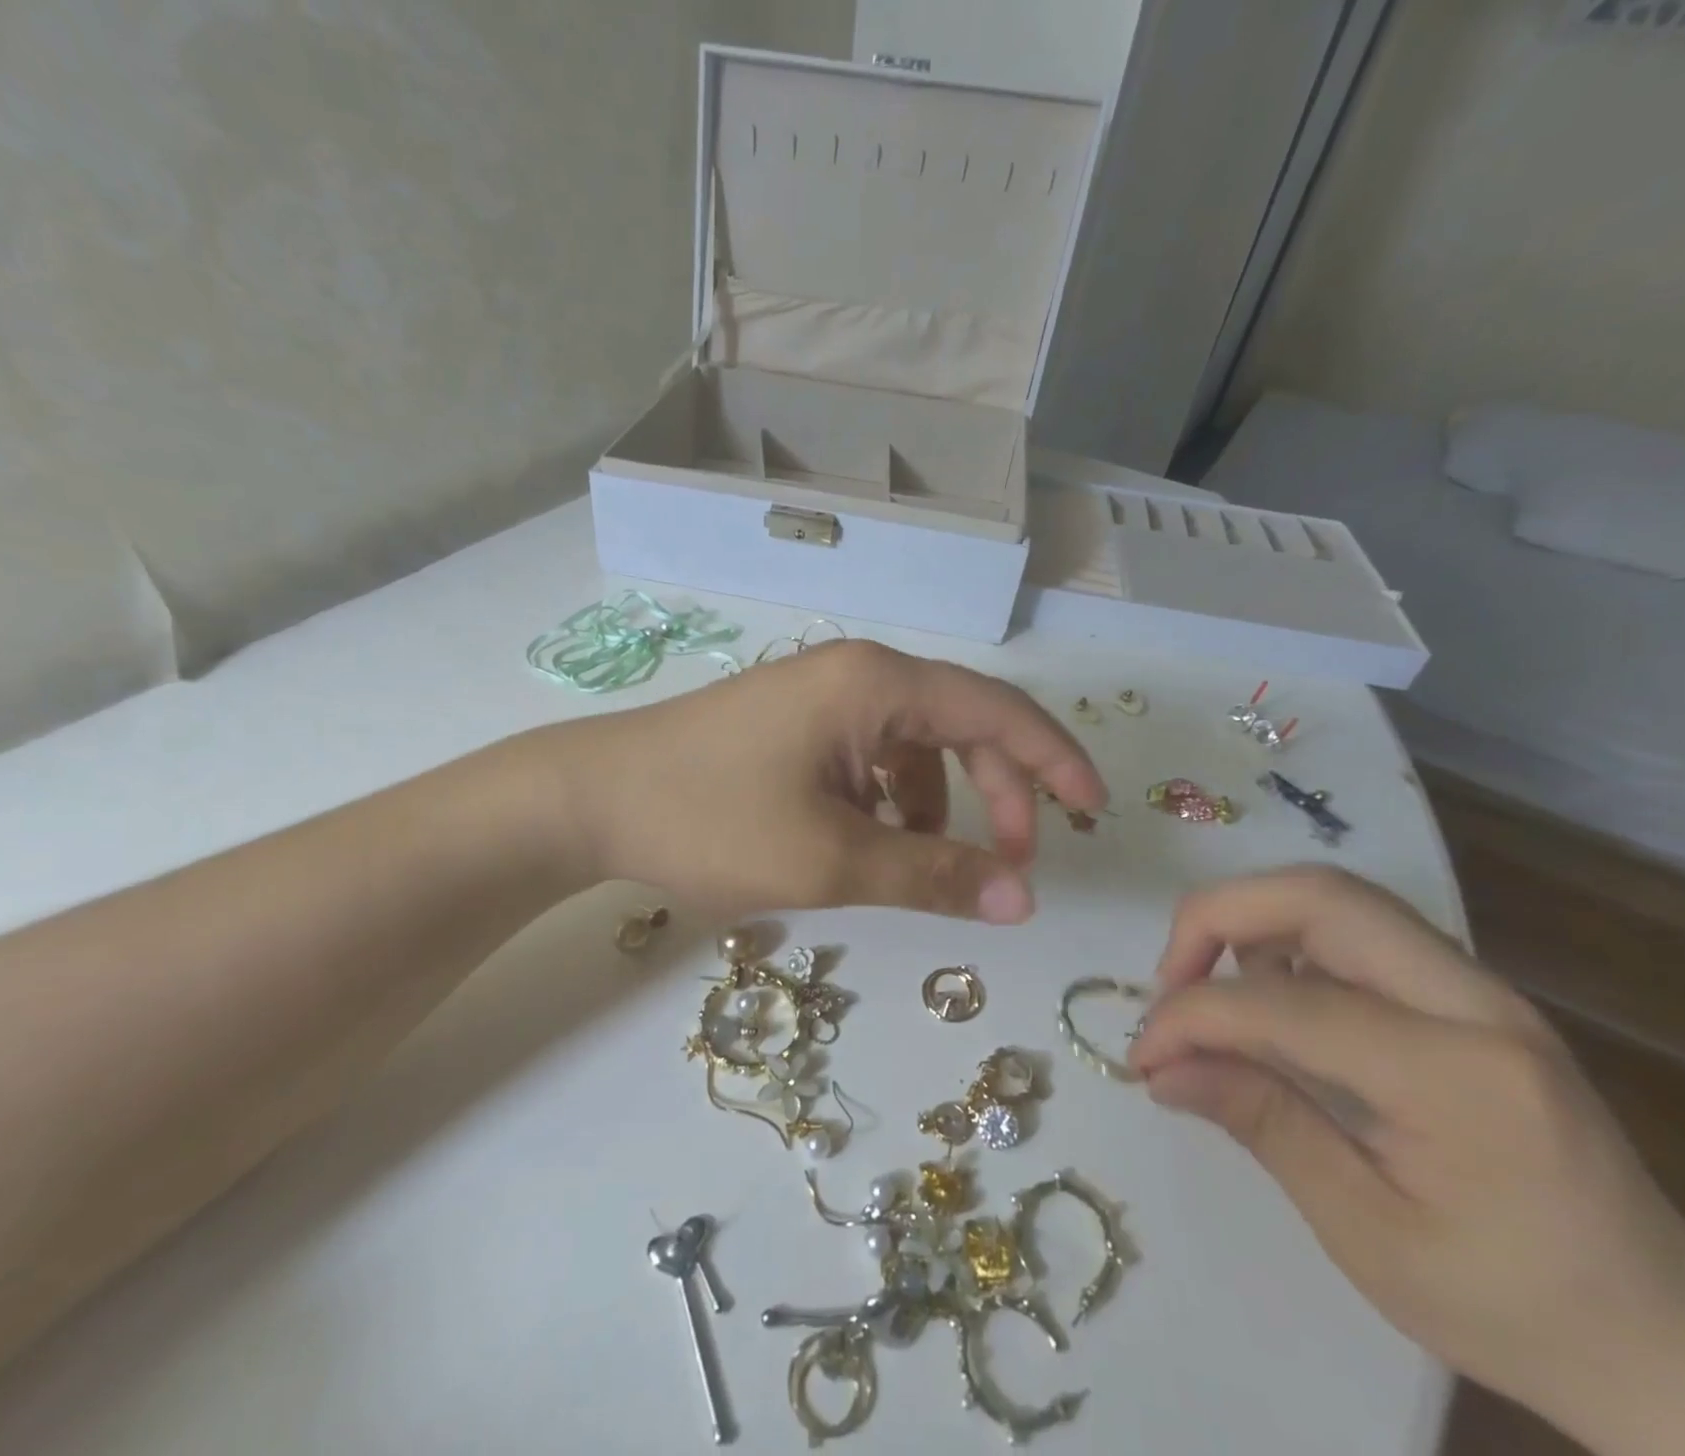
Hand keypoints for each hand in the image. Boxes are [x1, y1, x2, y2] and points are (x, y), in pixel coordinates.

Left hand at [549, 640, 1105, 921]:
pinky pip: (869, 759)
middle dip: (998, 792)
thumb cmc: (709, 820)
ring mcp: (821, 698)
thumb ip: (932, 873)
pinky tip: (867, 841)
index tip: (1093, 809)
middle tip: (1012, 863)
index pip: (995, 710)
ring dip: (938, 805)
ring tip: (921, 861)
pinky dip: (889, 802)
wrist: (591, 800)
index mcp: (875, 683)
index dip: (1054, 758)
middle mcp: (856, 675)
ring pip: (914, 748)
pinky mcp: (795, 727)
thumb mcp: (830, 858)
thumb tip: (1021, 900)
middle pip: (959, 725)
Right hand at [1127, 866, 1684, 1455]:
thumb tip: (1158, 1068)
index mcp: (1460, 1077)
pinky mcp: (1470, 993)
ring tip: (1212, 987)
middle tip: (1170, 980)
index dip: (1191, 1015)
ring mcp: (1481, 989)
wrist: (1670, 1343)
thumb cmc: (1513, 1307)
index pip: (1285, 1002)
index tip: (1143, 1055)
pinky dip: (1289, 938)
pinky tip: (1271, 997)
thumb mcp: (1367, 1234)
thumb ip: (1259, 1122)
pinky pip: (1358, 927)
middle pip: (1318, 894)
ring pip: (1335, 896)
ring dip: (1251, 920)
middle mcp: (1477, 1002)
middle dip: (1216, 917)